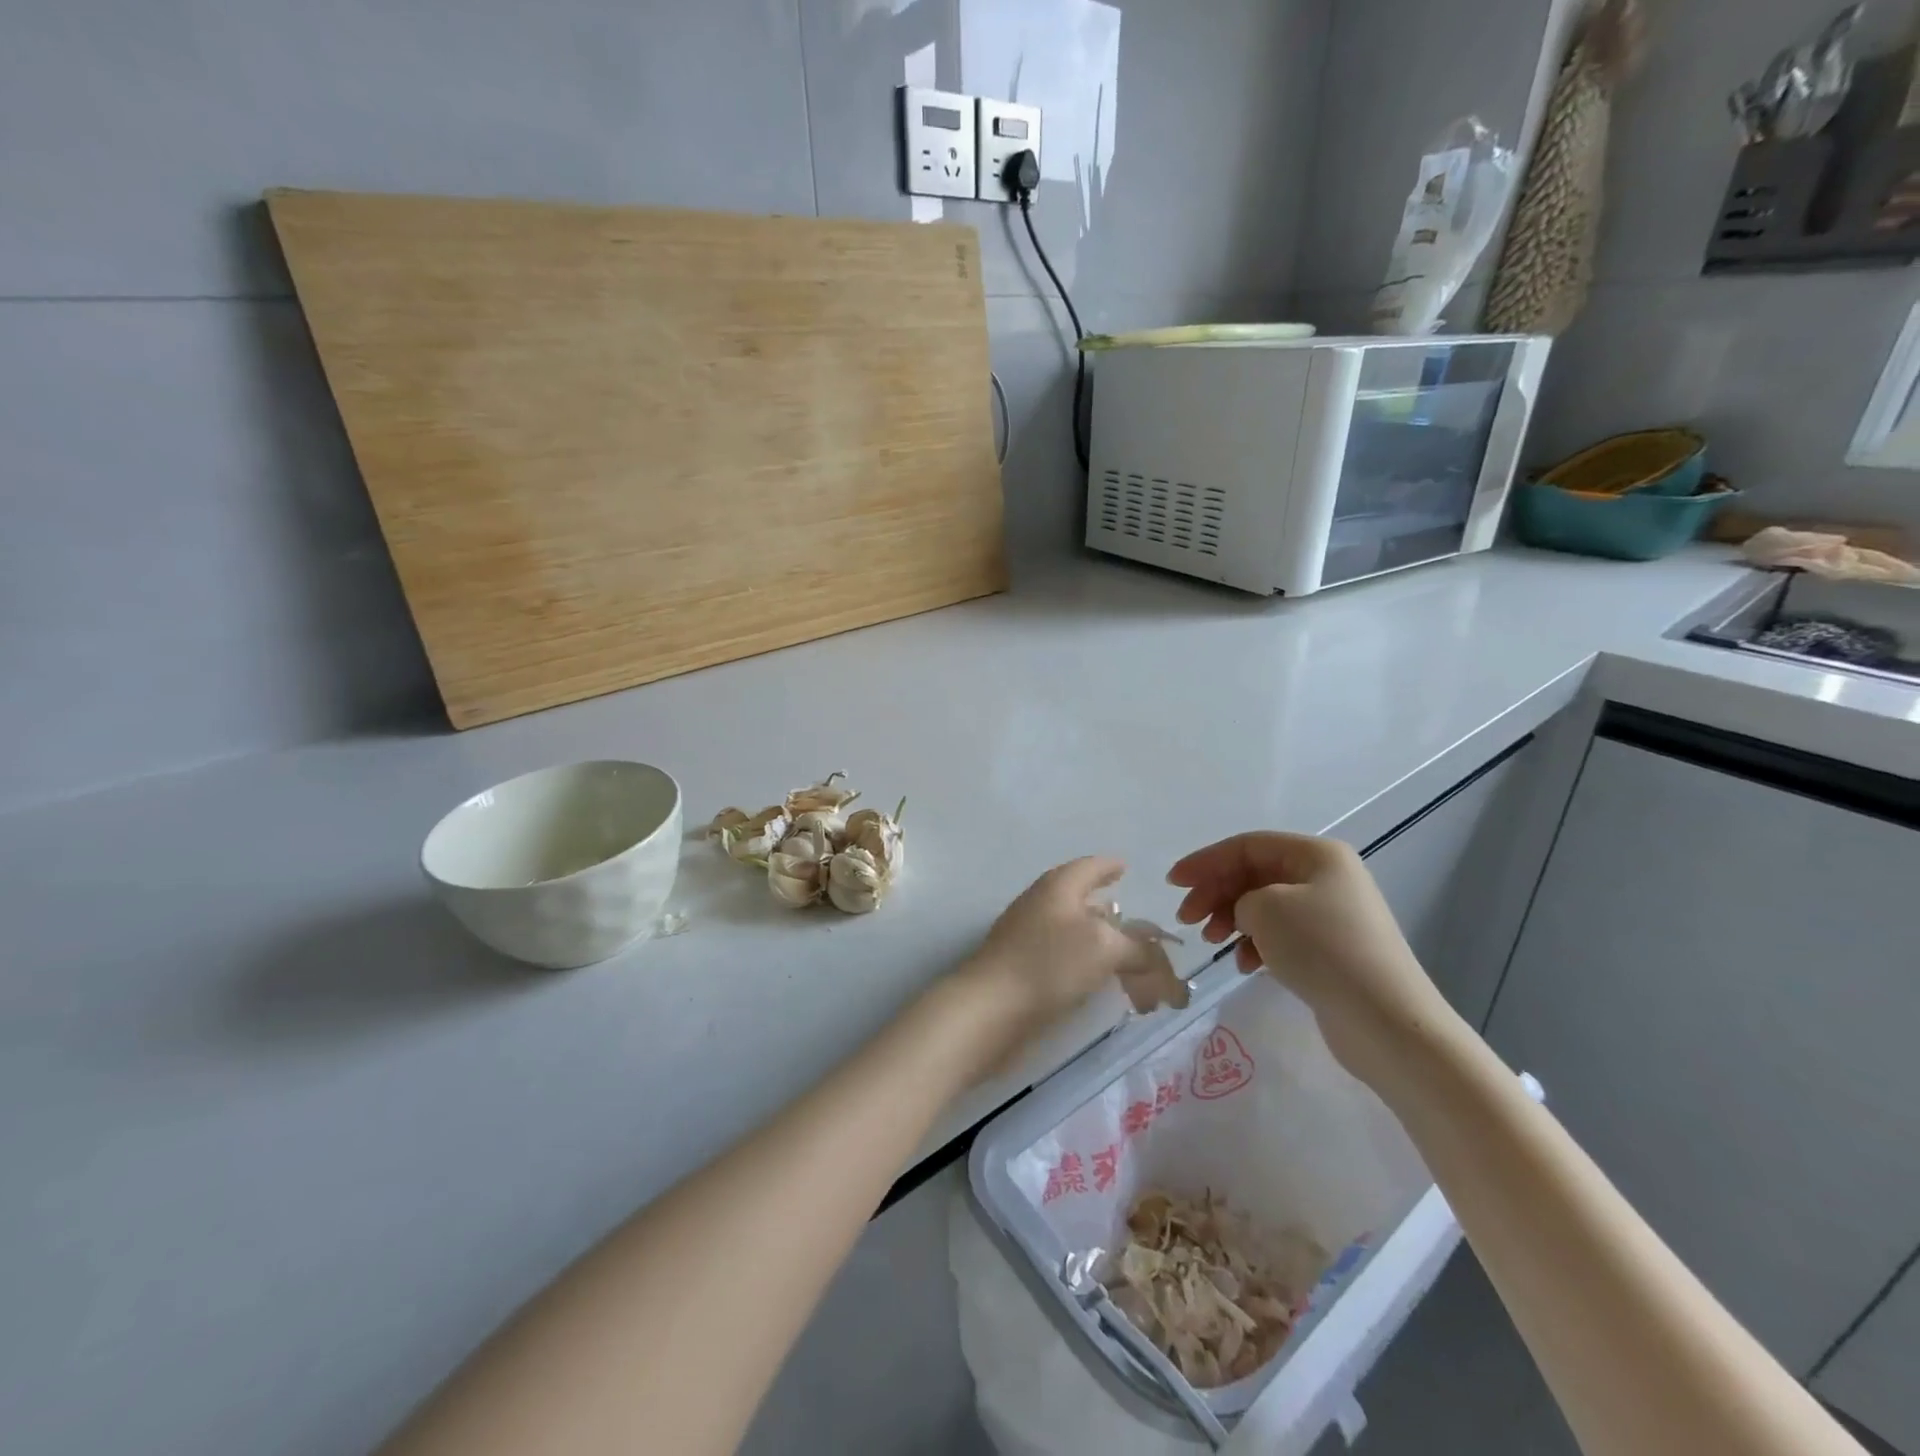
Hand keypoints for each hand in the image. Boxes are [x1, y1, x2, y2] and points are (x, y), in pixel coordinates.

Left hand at [957, 857, 1187, 1050]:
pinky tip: (1099, 983)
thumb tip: (1153, 953)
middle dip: (1114, 916)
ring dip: (1104, 947)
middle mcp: (1041, 904)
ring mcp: (1027, 936)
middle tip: (1139, 927)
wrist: (990, 1007)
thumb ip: (1138, 948)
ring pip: (1075, 933)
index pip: (1090, 866)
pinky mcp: (1022, 967)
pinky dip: (1087, 967)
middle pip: (1083, 901)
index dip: (1109, 866)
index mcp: (1059, 886)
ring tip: (1130, 965)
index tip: (1126, 866)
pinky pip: (1063, 958)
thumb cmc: (1049, 964)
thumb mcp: (1106, 948)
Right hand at [1168, 832, 1460, 1086]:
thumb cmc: (1322, 949)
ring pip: (1264, 905)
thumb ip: (1239, 898)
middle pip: (1254, 874)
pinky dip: (1257, 944)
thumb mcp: (1265, 908)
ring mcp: (1332, 914)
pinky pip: (1282, 934)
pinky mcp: (1332, 950)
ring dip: (1232, 920)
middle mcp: (1327, 877)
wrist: (1385, 1021)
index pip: (1247, 846)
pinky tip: (1246, 965)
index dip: (1205, 861)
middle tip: (1187, 919)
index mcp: (1317, 854)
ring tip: (1214, 943)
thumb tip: (1245, 913)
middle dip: (1216, 893)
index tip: (1172, 883)